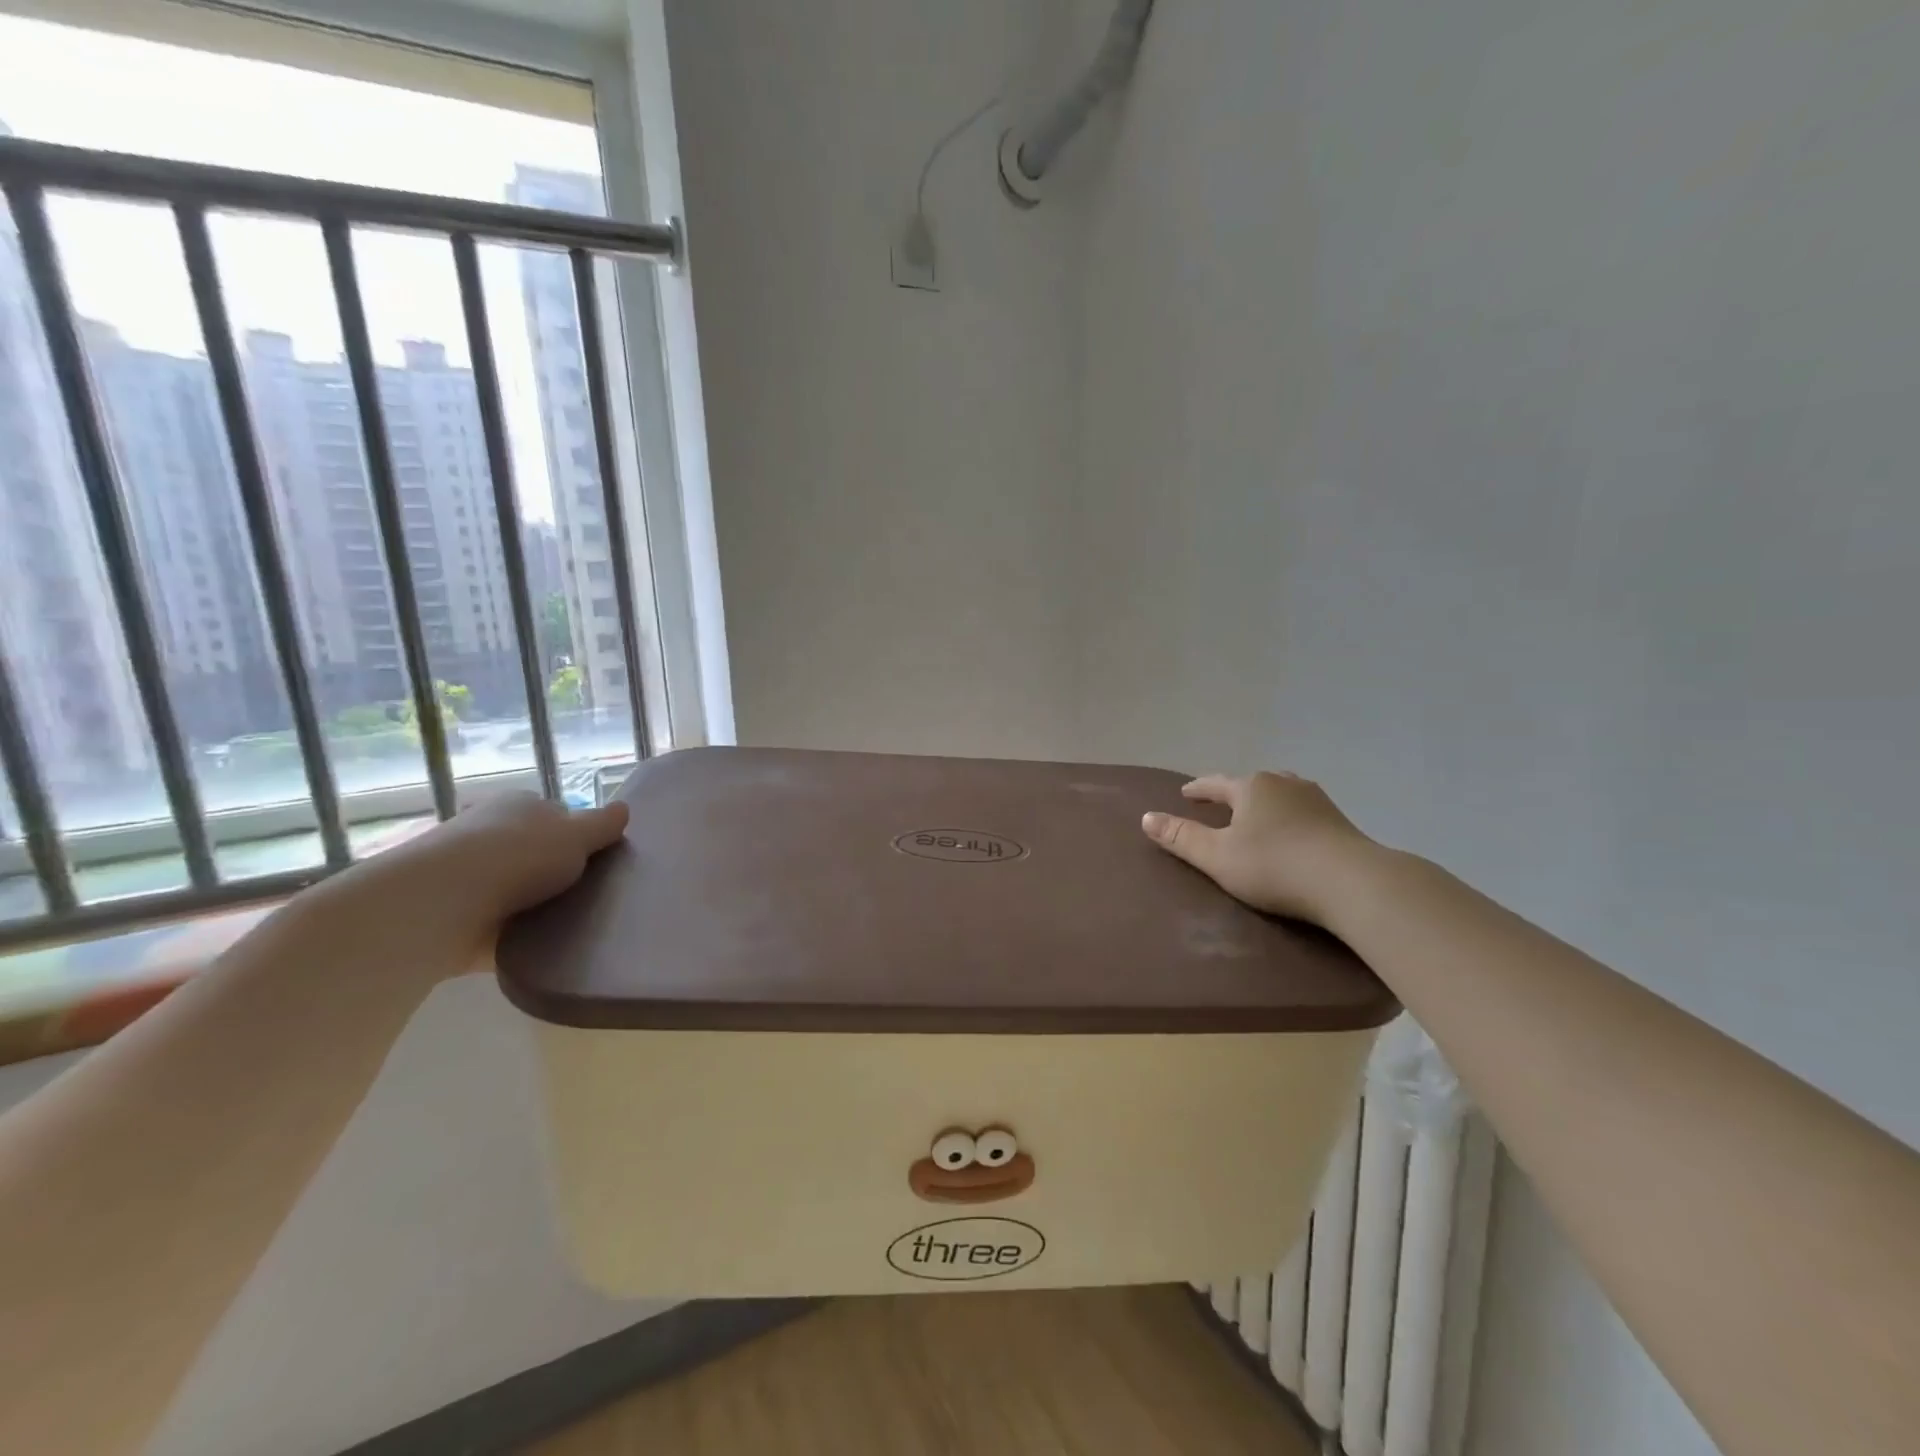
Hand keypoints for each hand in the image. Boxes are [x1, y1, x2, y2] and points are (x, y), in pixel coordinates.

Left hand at [317, 793, 630, 979]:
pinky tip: (543, 950)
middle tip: (591, 896)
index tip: (599, 862)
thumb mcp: (577, 834)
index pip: (557, 816)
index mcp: (518, 806)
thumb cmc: (518, 855)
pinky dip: (516, 938)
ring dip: (536, 907)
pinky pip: (498, 928)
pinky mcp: (454, 919)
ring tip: (574, 927)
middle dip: (558, 873)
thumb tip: (624, 810)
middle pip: (536, 854)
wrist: (441, 905)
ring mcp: (467, 877)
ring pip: (516, 892)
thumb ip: (603, 825)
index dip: (580, 837)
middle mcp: (489, 834)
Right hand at [1141, 772, 1384, 925]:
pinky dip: (1289, 816)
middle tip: (1220, 804)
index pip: (1216, 783)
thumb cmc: (1275, 867)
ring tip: (1257, 815)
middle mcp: (1284, 783)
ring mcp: (1317, 799)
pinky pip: (1303, 811)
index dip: (1199, 789)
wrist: (1352, 882)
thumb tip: (1145, 817)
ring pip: (1281, 793)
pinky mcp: (1340, 821)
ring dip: (1265, 802)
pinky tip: (1292, 831)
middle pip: (1251, 784)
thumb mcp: (1217, 857)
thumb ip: (1181, 838)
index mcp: (1251, 787)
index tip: (1185, 793)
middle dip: (1234, 793)